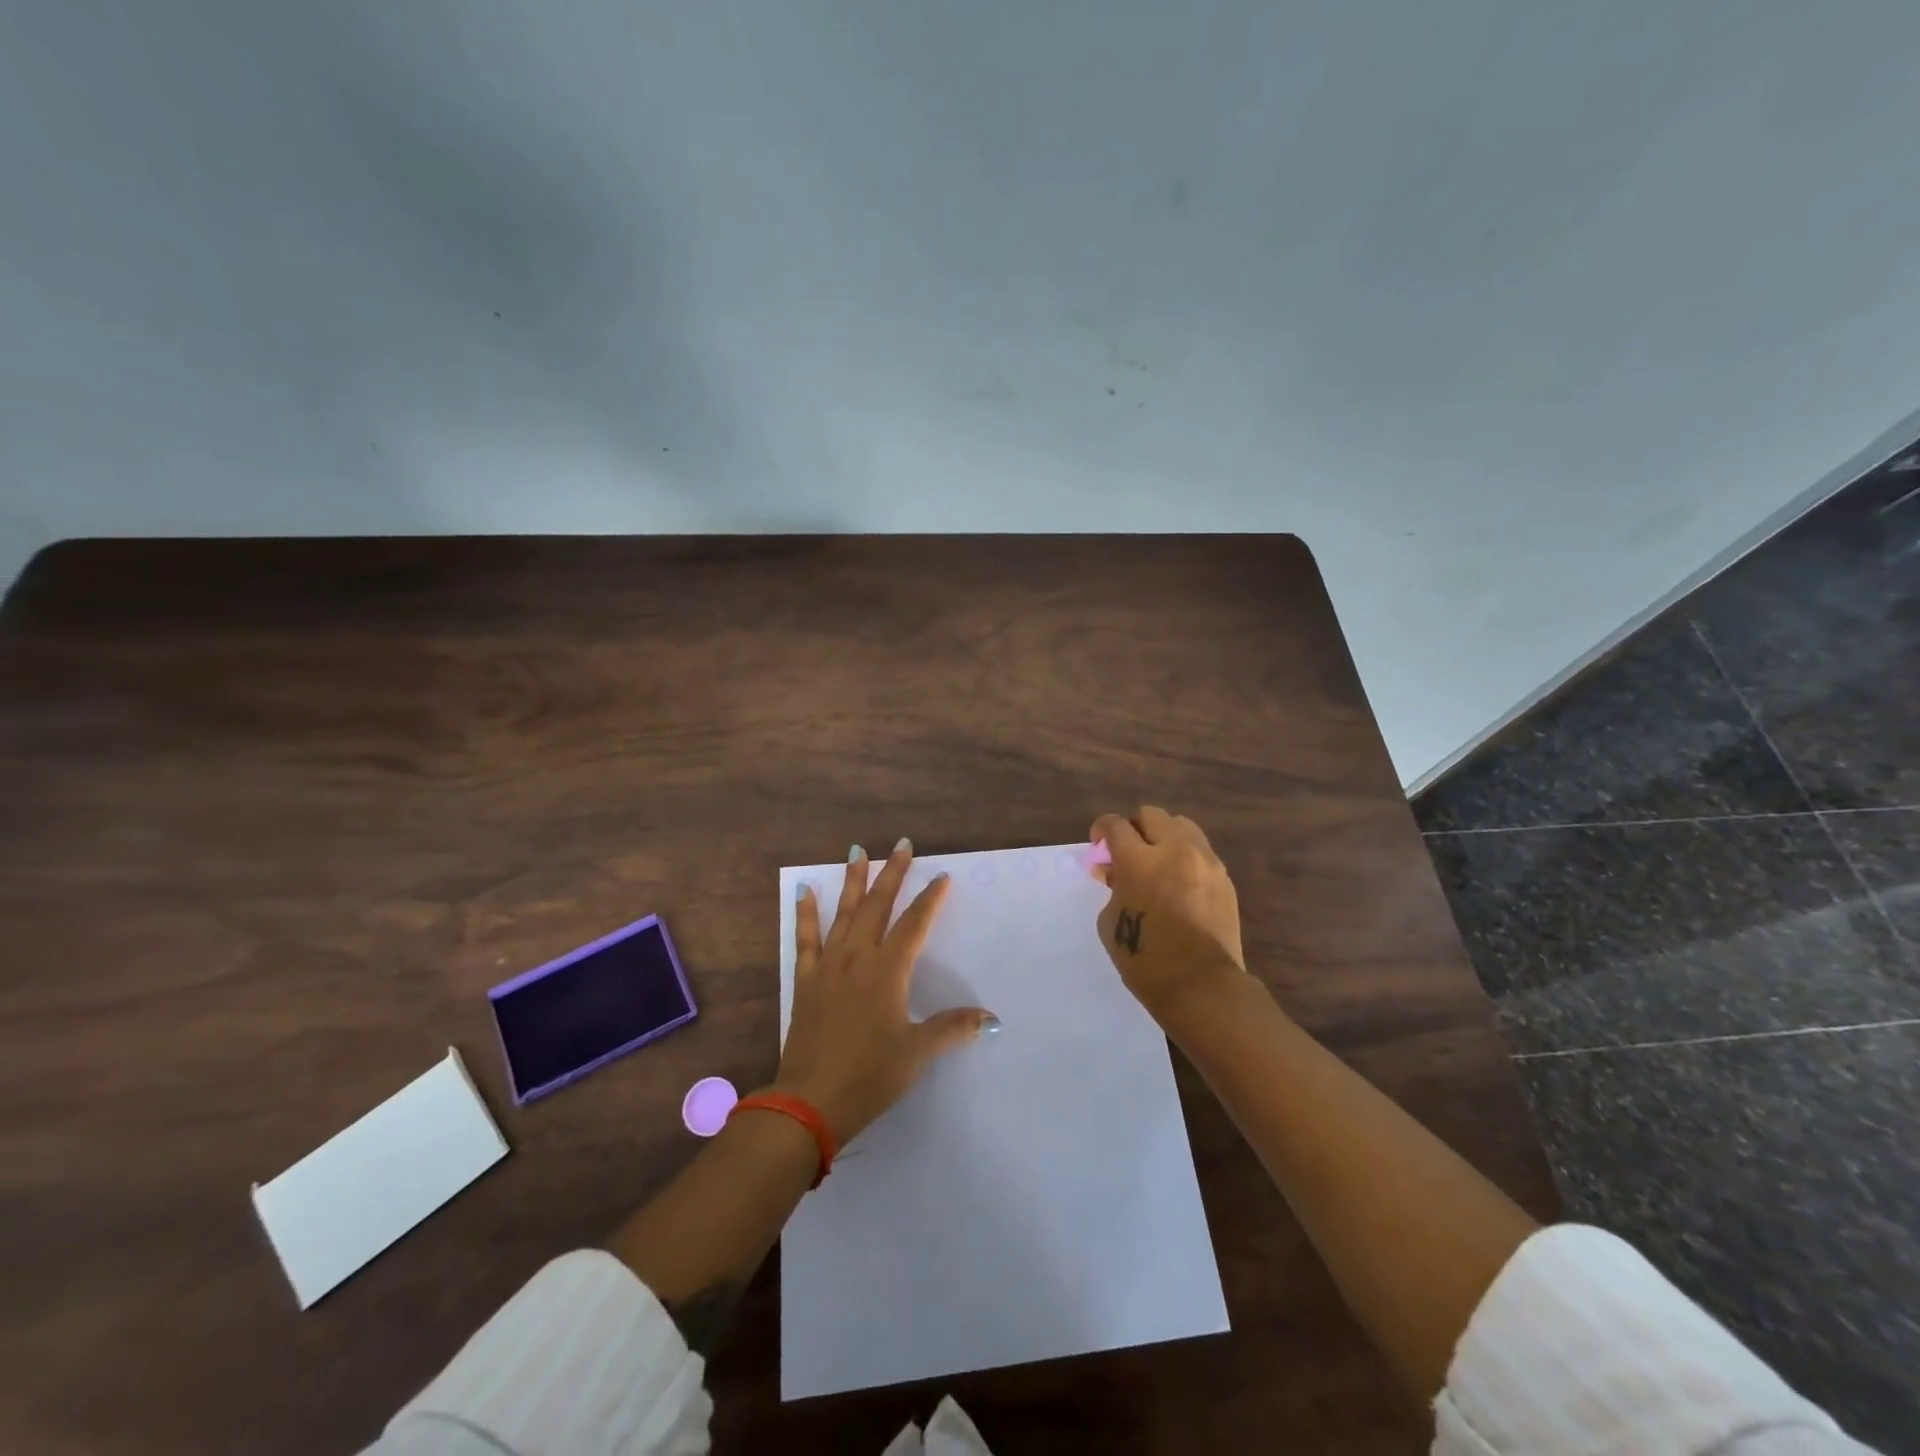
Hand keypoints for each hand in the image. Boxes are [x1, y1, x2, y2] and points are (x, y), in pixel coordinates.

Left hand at [774, 839, 997, 1142]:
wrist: (809, 1101)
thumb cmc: (869, 1075)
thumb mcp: (915, 1053)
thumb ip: (951, 1029)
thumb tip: (990, 1019)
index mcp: (887, 971)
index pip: (914, 925)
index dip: (929, 900)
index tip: (941, 877)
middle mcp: (857, 958)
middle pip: (878, 907)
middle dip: (892, 874)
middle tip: (901, 845)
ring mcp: (828, 967)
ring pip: (843, 913)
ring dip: (853, 882)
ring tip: (856, 852)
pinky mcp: (806, 981)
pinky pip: (805, 939)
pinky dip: (805, 914)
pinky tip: (803, 892)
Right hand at [1090, 807, 1247, 1025]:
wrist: (1200, 986)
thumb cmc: (1144, 958)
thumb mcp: (1111, 920)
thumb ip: (1112, 886)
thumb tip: (1113, 870)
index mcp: (1139, 860)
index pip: (1116, 825)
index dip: (1102, 828)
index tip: (1098, 841)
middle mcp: (1175, 850)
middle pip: (1152, 815)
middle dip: (1134, 827)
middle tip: (1127, 850)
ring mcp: (1205, 862)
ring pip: (1182, 826)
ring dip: (1163, 836)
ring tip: (1156, 861)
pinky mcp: (1224, 878)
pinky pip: (1201, 851)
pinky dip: (1185, 856)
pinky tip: (1178, 881)